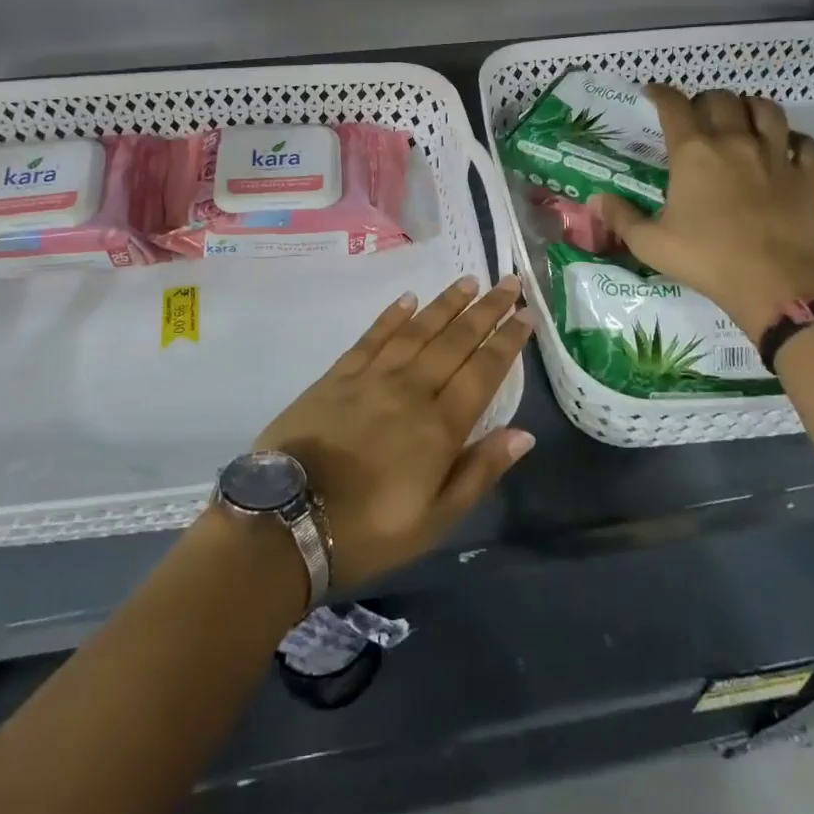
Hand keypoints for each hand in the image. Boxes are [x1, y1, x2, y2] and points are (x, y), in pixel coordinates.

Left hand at [253, 276, 535, 589]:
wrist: (286, 521)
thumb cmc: (368, 531)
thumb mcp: (435, 520)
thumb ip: (480, 471)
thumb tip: (524, 434)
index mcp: (439, 427)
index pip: (483, 371)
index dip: (507, 341)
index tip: (526, 314)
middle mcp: (411, 390)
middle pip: (455, 341)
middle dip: (486, 310)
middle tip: (509, 282)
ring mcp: (372, 378)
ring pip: (417, 330)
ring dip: (445, 304)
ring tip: (469, 282)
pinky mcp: (337, 376)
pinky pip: (372, 337)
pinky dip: (392, 316)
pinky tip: (408, 299)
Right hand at [588, 86, 813, 339]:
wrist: (775, 284)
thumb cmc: (706, 260)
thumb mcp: (650, 244)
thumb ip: (621, 217)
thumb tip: (596, 200)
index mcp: (693, 153)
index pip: (674, 105)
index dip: (660, 93)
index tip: (652, 94)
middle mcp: (734, 142)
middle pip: (721, 99)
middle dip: (705, 101)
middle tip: (697, 116)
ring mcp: (776, 155)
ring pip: (767, 109)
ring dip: (750, 108)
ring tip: (741, 120)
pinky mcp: (807, 175)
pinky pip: (805, 143)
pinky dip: (794, 139)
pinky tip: (785, 148)